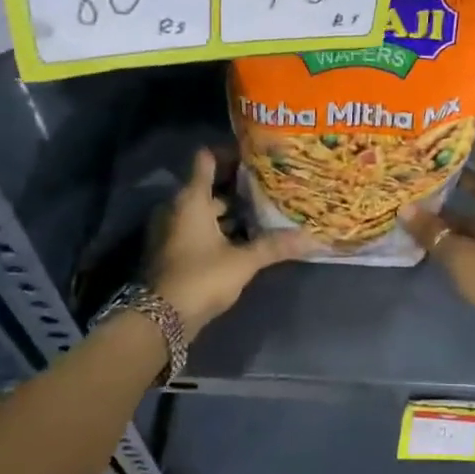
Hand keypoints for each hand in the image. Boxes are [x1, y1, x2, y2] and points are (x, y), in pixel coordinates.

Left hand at [148, 148, 320, 337]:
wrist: (160, 319)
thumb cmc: (201, 278)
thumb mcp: (243, 261)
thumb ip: (274, 246)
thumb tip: (313, 238)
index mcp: (191, 199)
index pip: (207, 160)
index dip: (230, 154)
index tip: (255, 155)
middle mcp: (178, 208)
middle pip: (208, 186)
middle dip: (237, 186)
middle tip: (268, 185)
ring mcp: (172, 230)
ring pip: (205, 210)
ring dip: (229, 210)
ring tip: (262, 211)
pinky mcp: (173, 251)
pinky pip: (199, 228)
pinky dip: (218, 228)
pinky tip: (244, 237)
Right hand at [398, 140, 474, 355]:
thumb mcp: (459, 254)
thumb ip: (431, 231)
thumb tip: (404, 208)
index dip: (472, 141)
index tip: (444, 132)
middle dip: (453, 174)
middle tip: (420, 165)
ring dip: (454, 203)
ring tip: (419, 196)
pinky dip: (460, 226)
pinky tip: (433, 230)